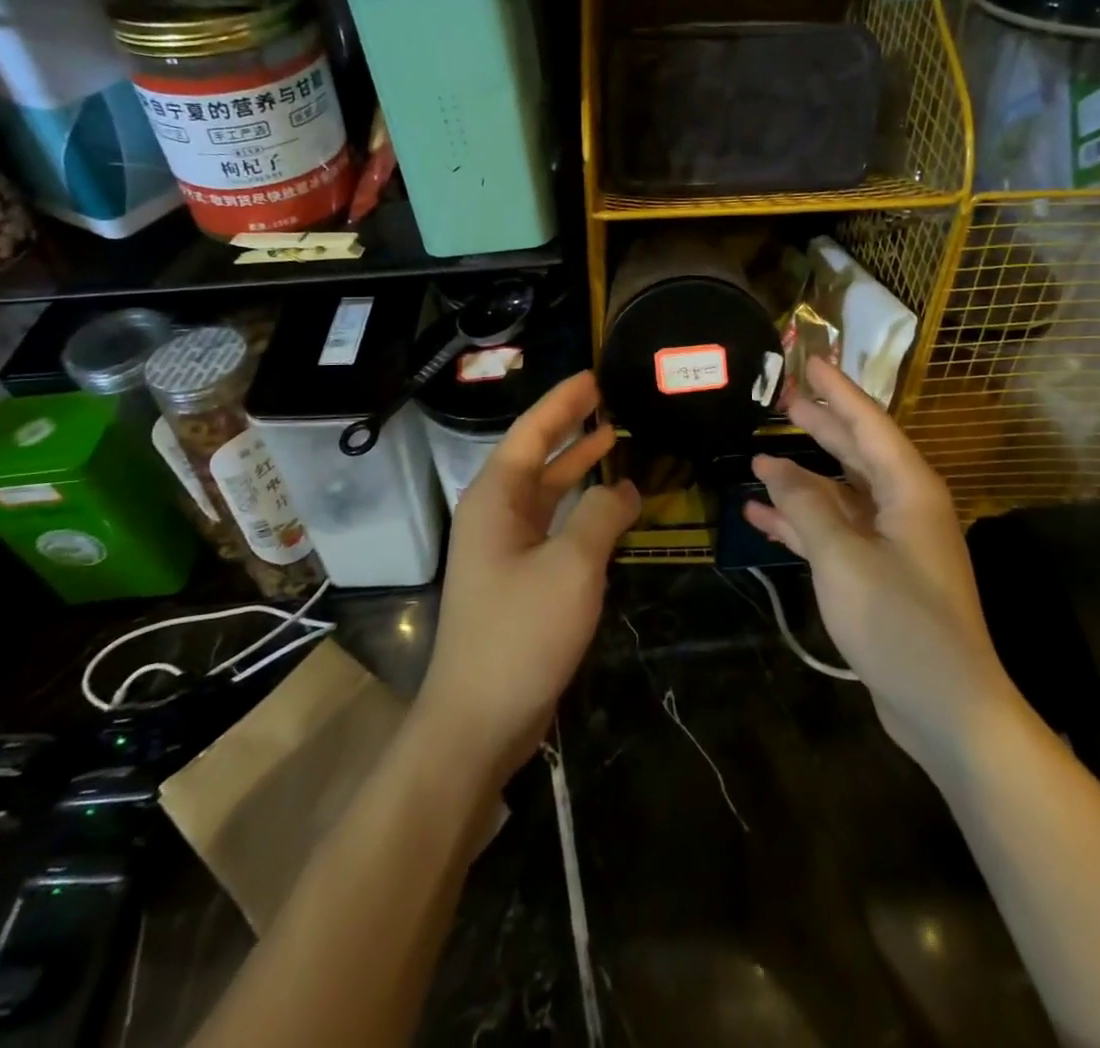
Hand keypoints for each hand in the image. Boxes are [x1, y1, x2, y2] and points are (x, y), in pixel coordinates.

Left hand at [415, 372, 639, 788]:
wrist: (478, 720)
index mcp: (495, 499)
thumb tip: (621, 488)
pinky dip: (578, 510)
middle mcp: (494, 516)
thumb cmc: (521, 633)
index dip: (561, 403)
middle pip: (535, 457)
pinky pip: (551, 527)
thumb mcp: (572, 567)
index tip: (592, 378)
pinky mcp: (517, 579)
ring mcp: (503, 549)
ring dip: (576, 468)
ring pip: (544, 493)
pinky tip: (607, 507)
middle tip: (607, 401)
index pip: (530, 434)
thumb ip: (599, 517)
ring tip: (612, 441)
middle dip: (569, 428)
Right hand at [745, 357, 1011, 762]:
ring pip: (840, 493)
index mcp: (909, 489)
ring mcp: (892, 541)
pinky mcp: (878, 572)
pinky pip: (835, 532)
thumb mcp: (843, 557)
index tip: (810, 359)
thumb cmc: (900, 622)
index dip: (837, 390)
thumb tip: (771, 465)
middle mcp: (904, 505)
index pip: (868, 422)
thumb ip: (806, 505)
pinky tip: (760, 516)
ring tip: (759, 456)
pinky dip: (802, 522)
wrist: (946, 707)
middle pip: (856, 451)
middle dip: (819, 424)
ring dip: (801, 478)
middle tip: (781, 398)